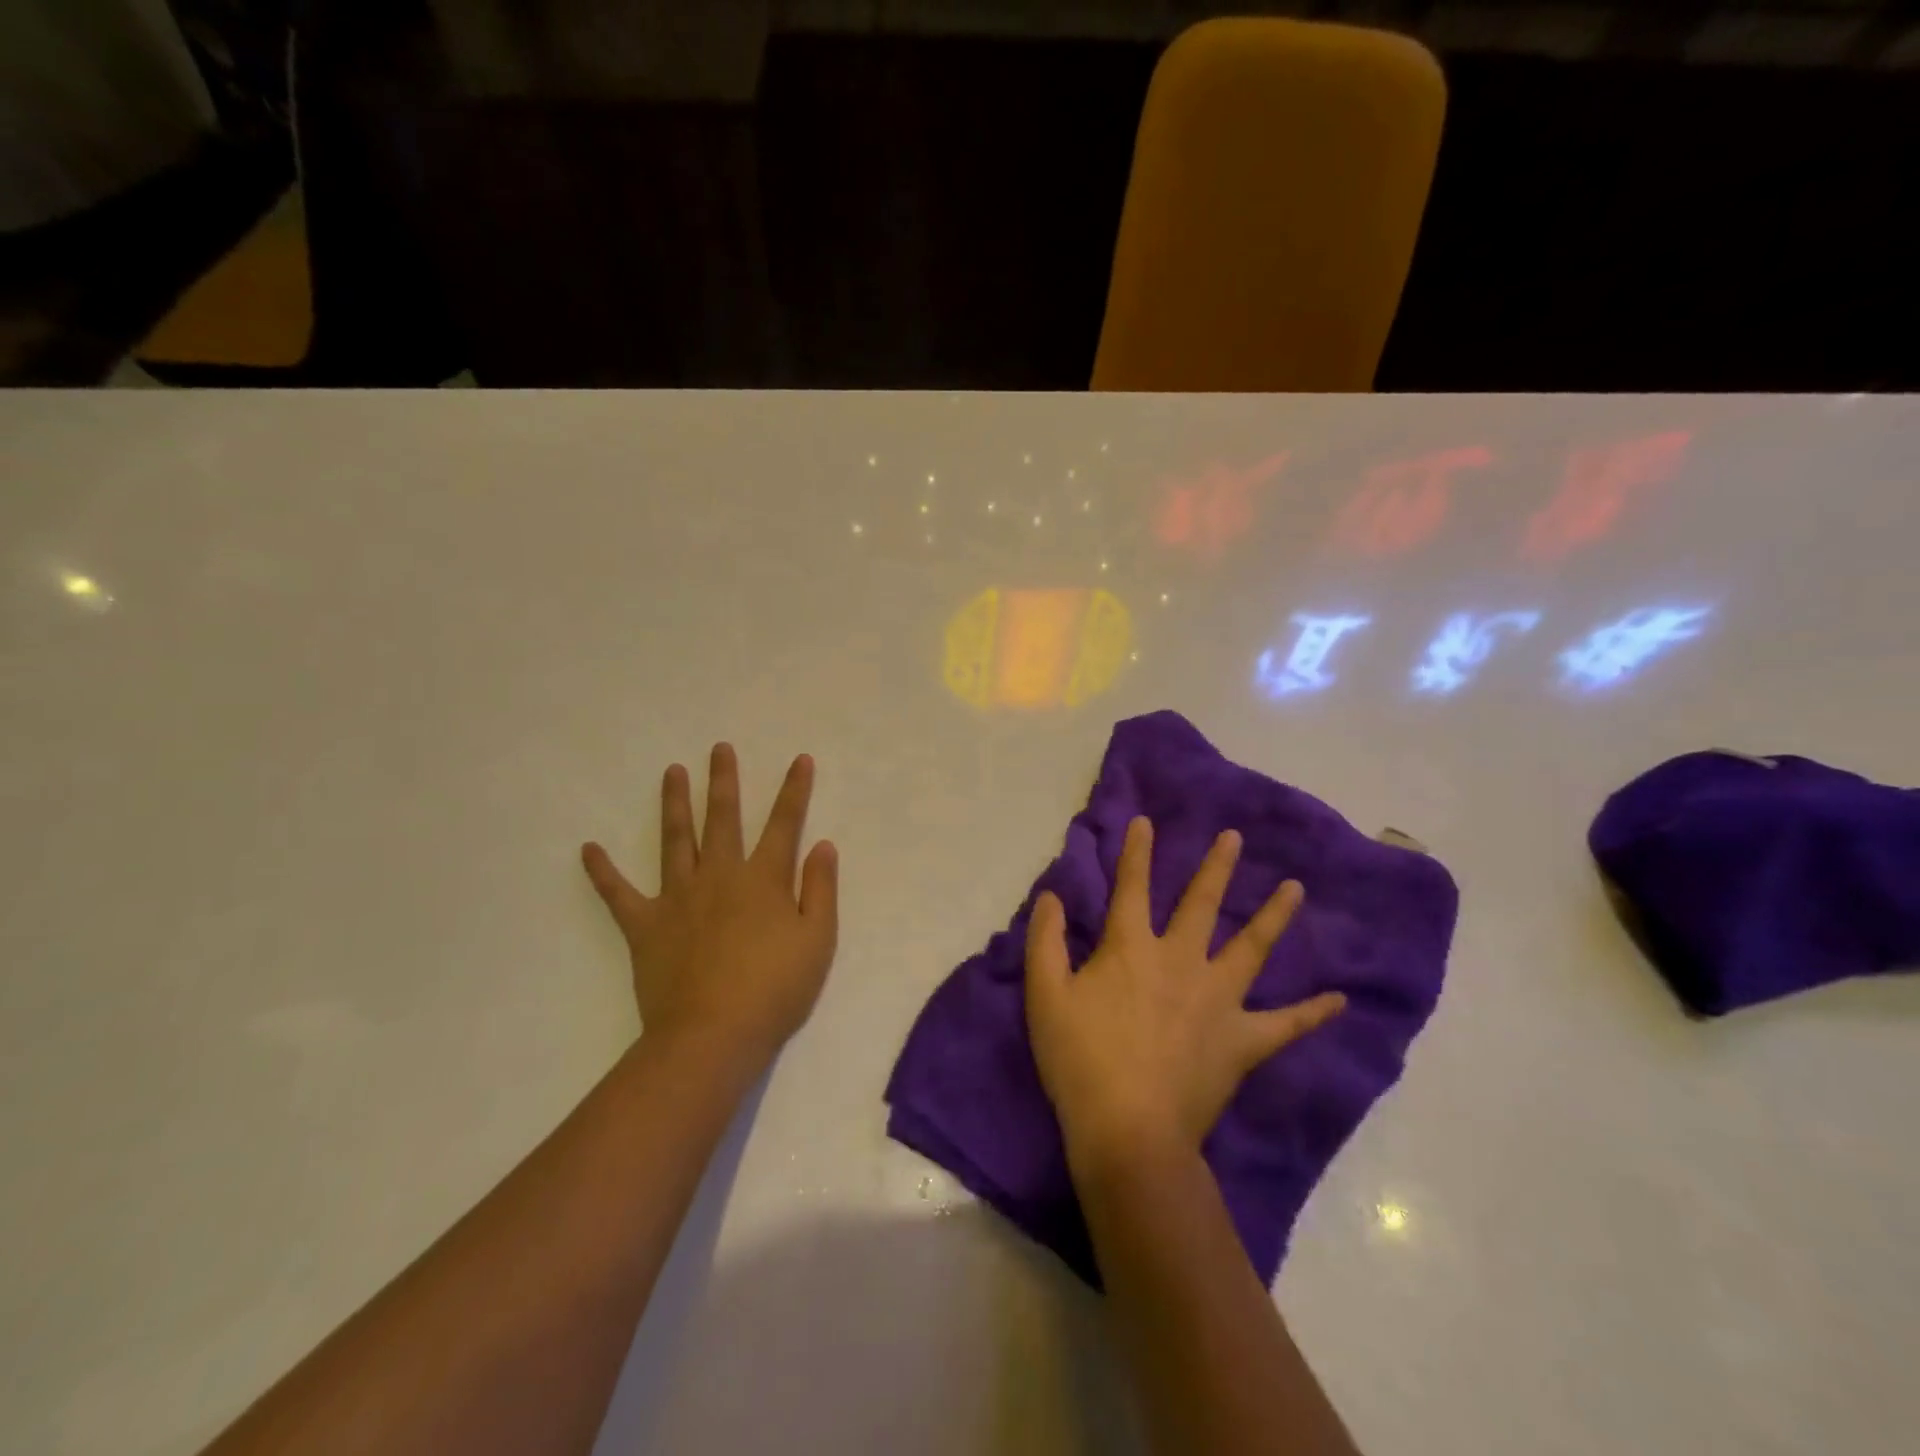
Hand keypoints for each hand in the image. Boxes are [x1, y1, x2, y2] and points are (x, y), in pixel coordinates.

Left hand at [582, 744, 838, 1064]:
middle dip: (723, 781)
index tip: (799, 759)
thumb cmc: (775, 989)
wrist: (713, 1034)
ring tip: (671, 772)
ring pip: (675, 839)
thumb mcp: (817, 940)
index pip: (784, 824)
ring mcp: (678, 897)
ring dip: (674, 804)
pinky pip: (619, 893)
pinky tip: (588, 849)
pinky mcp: (645, 925)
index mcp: (763, 879)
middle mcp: (719, 875)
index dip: (794, 790)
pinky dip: (602, 872)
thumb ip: (820, 889)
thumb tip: (822, 845)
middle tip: (718, 749)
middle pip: (722, 818)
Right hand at [1025, 816, 1344, 1169]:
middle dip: (1216, 867)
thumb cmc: (1080, 1060)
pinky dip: (1311, 1012)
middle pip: (1201, 904)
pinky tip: (1337, 1000)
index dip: (1137, 853)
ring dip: (1273, 916)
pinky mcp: (1242, 1041)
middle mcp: (1181, 961)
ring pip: (1251, 948)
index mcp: (1131, 948)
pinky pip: (1285, 1024)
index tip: (1147, 822)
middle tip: (1235, 838)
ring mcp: (1218, 999)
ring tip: (1295, 888)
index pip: (1132, 888)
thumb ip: (1045, 941)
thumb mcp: (1045, 996)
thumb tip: (1050, 896)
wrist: (1129, 1130)